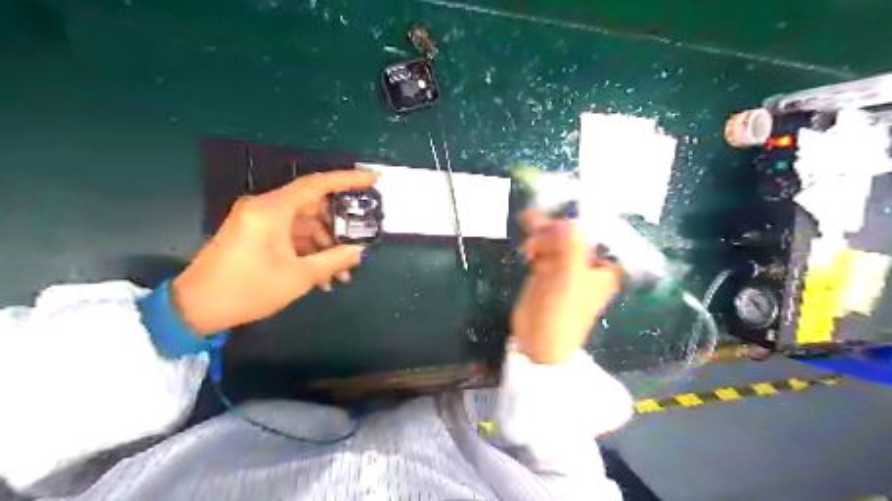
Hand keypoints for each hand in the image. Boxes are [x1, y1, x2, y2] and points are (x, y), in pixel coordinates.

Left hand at [170, 169, 374, 335]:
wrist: (196, 308)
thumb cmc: (248, 289)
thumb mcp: (298, 277)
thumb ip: (333, 260)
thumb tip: (358, 252)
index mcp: (272, 209)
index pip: (317, 184)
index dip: (348, 179)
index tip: (373, 179)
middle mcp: (265, 207)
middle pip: (313, 205)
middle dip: (338, 226)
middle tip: (360, 239)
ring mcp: (259, 221)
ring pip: (304, 224)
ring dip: (325, 245)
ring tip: (343, 273)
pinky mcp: (255, 234)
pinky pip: (290, 235)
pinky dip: (308, 250)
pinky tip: (324, 275)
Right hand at [509, 210, 621, 362]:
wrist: (538, 343)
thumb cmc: (562, 314)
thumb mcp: (569, 279)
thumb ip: (570, 247)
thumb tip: (568, 220)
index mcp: (603, 267)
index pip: (600, 233)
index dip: (585, 216)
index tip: (569, 201)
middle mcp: (586, 264)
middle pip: (573, 234)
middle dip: (557, 224)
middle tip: (539, 218)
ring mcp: (565, 267)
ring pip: (555, 240)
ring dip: (542, 231)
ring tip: (527, 221)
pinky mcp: (546, 270)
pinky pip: (542, 249)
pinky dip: (534, 242)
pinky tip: (526, 242)